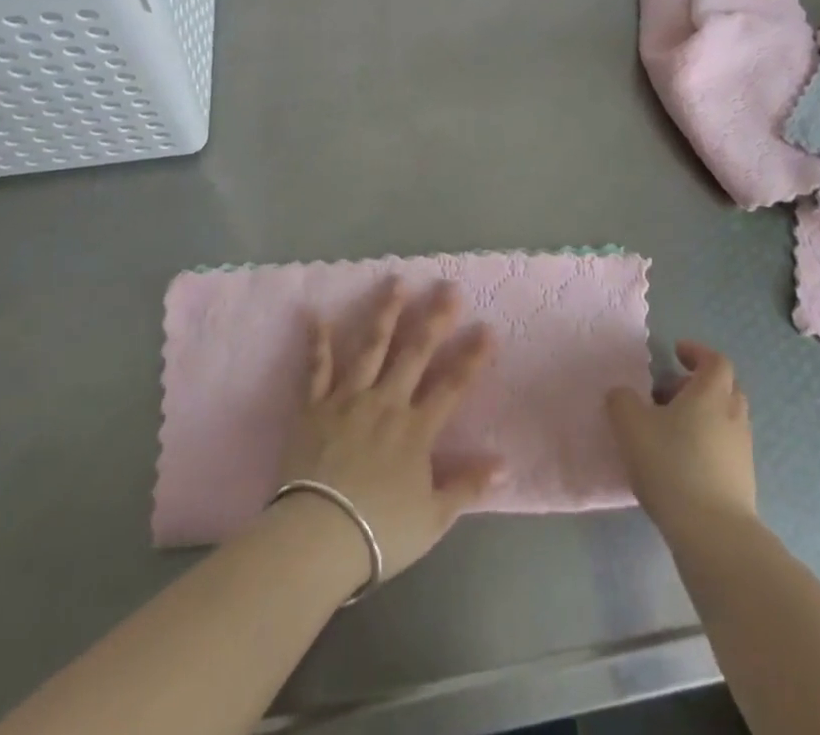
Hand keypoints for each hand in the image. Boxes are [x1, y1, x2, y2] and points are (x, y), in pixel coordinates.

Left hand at [278, 280, 500, 583]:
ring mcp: (348, 399)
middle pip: (415, 353)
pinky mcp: (314, 407)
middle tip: (448, 287)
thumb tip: (505, 464)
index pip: (452, 385)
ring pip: (371, 347)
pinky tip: (318, 315)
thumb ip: (467, 486)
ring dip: (386, 313)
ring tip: (397, 282)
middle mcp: (386, 402)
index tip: (488, 327)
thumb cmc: (379, 532)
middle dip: (435, 318)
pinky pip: (317, 369)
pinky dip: (318, 342)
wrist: (316, 537)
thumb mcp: (434, 518)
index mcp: (416, 428)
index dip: (472, 357)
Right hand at [606, 340, 757, 534]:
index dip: (696, 352)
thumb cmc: (672, 466)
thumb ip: (622, 401)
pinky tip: (681, 463)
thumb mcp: (631, 426)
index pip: (715, 360)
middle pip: (723, 388)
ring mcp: (742, 450)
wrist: (713, 534)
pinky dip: (706, 444)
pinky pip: (725, 449)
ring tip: (669, 431)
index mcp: (711, 394)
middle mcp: (733, 416)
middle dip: (697, 385)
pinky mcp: (743, 482)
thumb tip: (623, 394)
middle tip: (668, 394)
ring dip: (702, 416)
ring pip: (725, 419)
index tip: (675, 353)